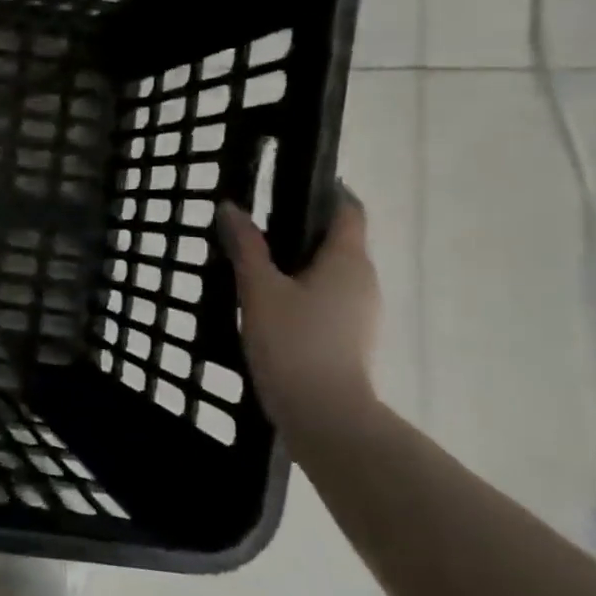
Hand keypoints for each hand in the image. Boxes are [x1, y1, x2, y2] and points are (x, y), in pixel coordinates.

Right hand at [218, 189, 379, 433]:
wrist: (323, 413)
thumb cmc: (293, 342)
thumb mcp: (259, 290)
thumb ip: (246, 247)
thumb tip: (231, 207)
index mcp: (348, 260)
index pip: (348, 210)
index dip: (327, 191)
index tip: (292, 182)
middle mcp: (364, 280)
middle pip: (339, 241)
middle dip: (303, 229)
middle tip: (258, 226)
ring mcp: (362, 312)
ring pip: (332, 273)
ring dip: (301, 264)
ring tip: (257, 265)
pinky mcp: (350, 337)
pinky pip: (328, 299)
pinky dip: (304, 291)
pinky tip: (270, 304)